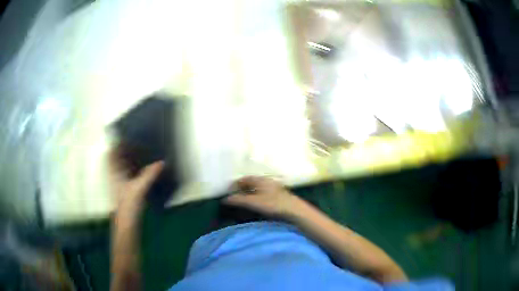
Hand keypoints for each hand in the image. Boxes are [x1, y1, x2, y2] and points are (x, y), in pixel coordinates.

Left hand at [108, 148, 163, 219]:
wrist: (127, 223)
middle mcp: (114, 175)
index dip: (116, 144)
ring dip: (127, 160)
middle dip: (122, 150)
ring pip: (120, 167)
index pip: (110, 153)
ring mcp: (118, 183)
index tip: (126, 137)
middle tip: (135, 144)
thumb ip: (150, 174)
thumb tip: (162, 162)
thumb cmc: (128, 203)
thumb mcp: (139, 188)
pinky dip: (131, 170)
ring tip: (139, 153)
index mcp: (114, 172)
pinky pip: (126, 175)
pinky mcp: (123, 190)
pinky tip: (141, 170)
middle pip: (115, 158)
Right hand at [223, 176, 300, 216]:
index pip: (243, 179)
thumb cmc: (272, 204)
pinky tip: (257, 204)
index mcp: (259, 179)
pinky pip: (263, 192)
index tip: (229, 192)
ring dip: (250, 193)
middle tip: (235, 197)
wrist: (294, 210)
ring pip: (258, 188)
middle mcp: (266, 180)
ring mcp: (273, 186)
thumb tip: (225, 199)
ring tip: (244, 202)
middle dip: (242, 189)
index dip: (235, 185)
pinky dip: (257, 196)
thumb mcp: (253, 202)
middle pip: (251, 183)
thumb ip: (238, 200)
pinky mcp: (278, 194)